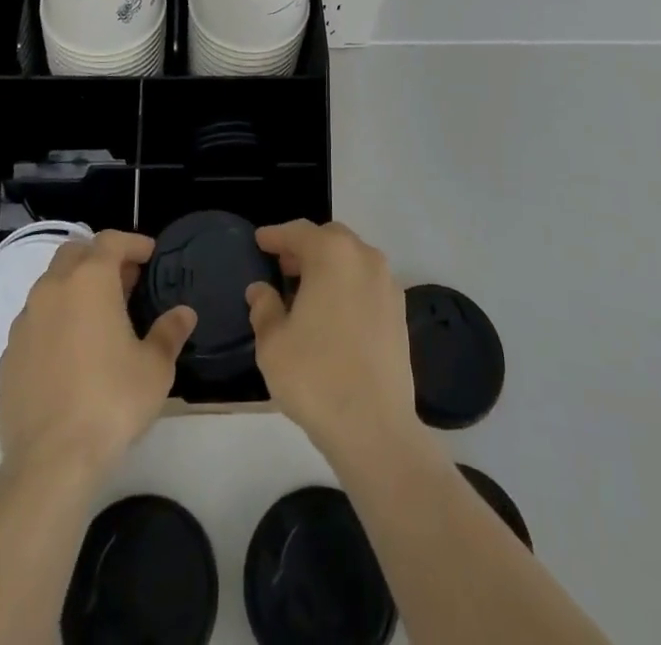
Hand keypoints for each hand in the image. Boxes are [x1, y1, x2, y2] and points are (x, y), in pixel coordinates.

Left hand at [0, 230, 196, 478]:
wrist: (49, 462)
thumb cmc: (111, 402)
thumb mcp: (155, 368)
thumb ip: (170, 332)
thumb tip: (184, 313)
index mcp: (90, 280)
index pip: (111, 240)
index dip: (133, 243)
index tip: (151, 256)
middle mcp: (52, 289)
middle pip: (75, 253)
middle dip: (100, 258)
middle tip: (125, 282)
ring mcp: (25, 322)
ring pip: (50, 285)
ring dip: (74, 288)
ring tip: (98, 317)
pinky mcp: (7, 355)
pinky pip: (35, 322)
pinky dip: (54, 321)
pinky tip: (70, 352)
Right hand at [247, 220, 420, 460]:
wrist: (375, 428)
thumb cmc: (315, 376)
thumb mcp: (273, 343)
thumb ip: (264, 308)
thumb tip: (261, 290)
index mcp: (332, 254)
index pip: (298, 232)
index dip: (275, 236)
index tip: (260, 240)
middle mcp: (365, 258)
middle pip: (330, 238)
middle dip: (305, 247)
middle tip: (282, 265)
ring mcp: (388, 284)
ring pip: (353, 259)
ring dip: (329, 265)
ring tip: (306, 290)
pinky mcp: (400, 312)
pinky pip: (367, 283)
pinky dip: (348, 285)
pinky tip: (333, 313)